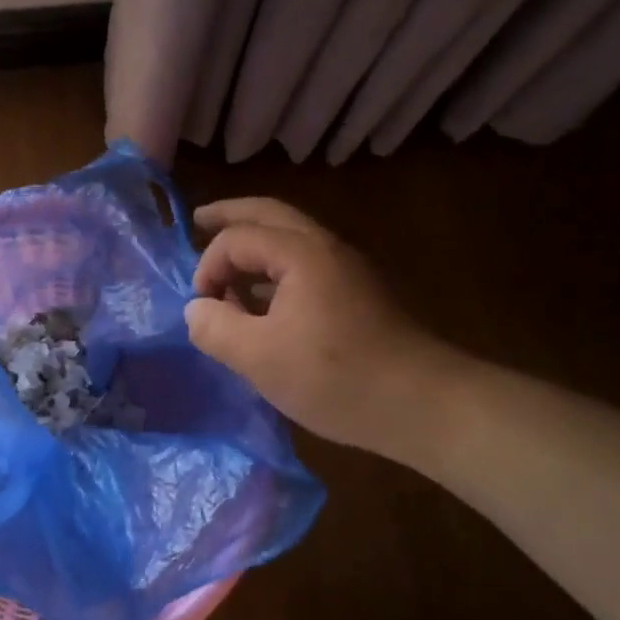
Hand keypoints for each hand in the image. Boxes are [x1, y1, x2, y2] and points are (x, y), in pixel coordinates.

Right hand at [186, 198, 458, 464]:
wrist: (423, 404)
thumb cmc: (336, 378)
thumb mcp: (260, 359)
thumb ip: (216, 329)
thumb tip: (196, 309)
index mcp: (300, 253)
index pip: (237, 239)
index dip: (208, 267)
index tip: (202, 308)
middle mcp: (325, 247)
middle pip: (269, 214)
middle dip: (231, 215)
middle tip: (199, 218)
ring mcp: (347, 269)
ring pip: (292, 238)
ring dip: (256, 243)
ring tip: (227, 262)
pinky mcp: (358, 294)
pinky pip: (306, 264)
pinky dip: (276, 269)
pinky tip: (263, 301)